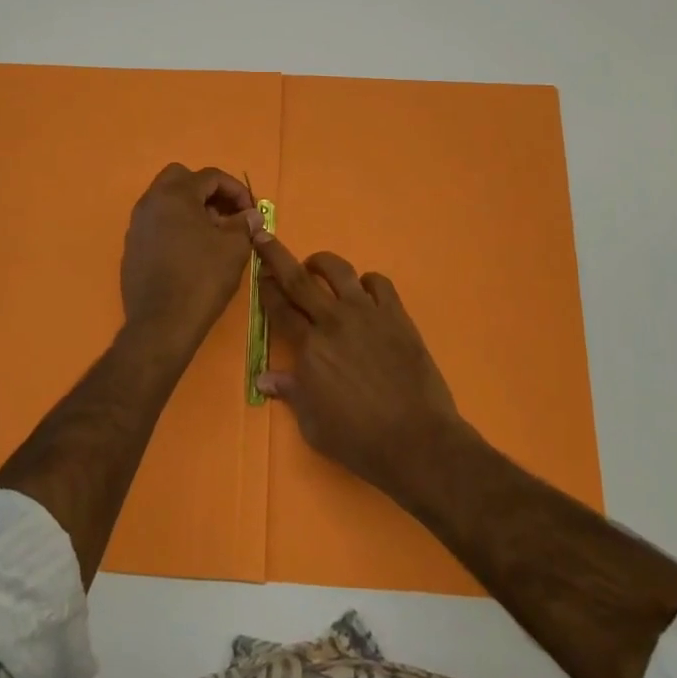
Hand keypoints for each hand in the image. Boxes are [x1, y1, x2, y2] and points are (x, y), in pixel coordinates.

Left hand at [119, 163, 259, 354]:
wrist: (161, 325)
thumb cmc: (201, 279)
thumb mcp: (233, 248)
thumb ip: (244, 224)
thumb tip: (250, 215)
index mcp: (175, 194)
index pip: (210, 176)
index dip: (236, 190)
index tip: (251, 212)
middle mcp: (150, 202)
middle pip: (181, 179)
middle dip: (207, 192)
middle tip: (226, 215)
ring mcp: (137, 225)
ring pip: (166, 201)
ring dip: (191, 209)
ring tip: (212, 236)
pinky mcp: (132, 248)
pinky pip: (157, 224)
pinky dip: (176, 227)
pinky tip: (191, 253)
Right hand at [254, 234, 463, 505]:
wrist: (417, 441)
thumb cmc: (359, 441)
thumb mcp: (313, 425)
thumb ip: (291, 393)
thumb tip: (264, 378)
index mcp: (309, 348)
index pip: (279, 308)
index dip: (266, 289)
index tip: (260, 276)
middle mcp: (333, 321)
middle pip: (298, 279)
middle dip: (276, 255)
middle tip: (264, 236)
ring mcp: (367, 314)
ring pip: (339, 271)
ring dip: (321, 262)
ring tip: (315, 265)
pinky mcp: (396, 315)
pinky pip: (379, 283)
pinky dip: (367, 282)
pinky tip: (364, 292)